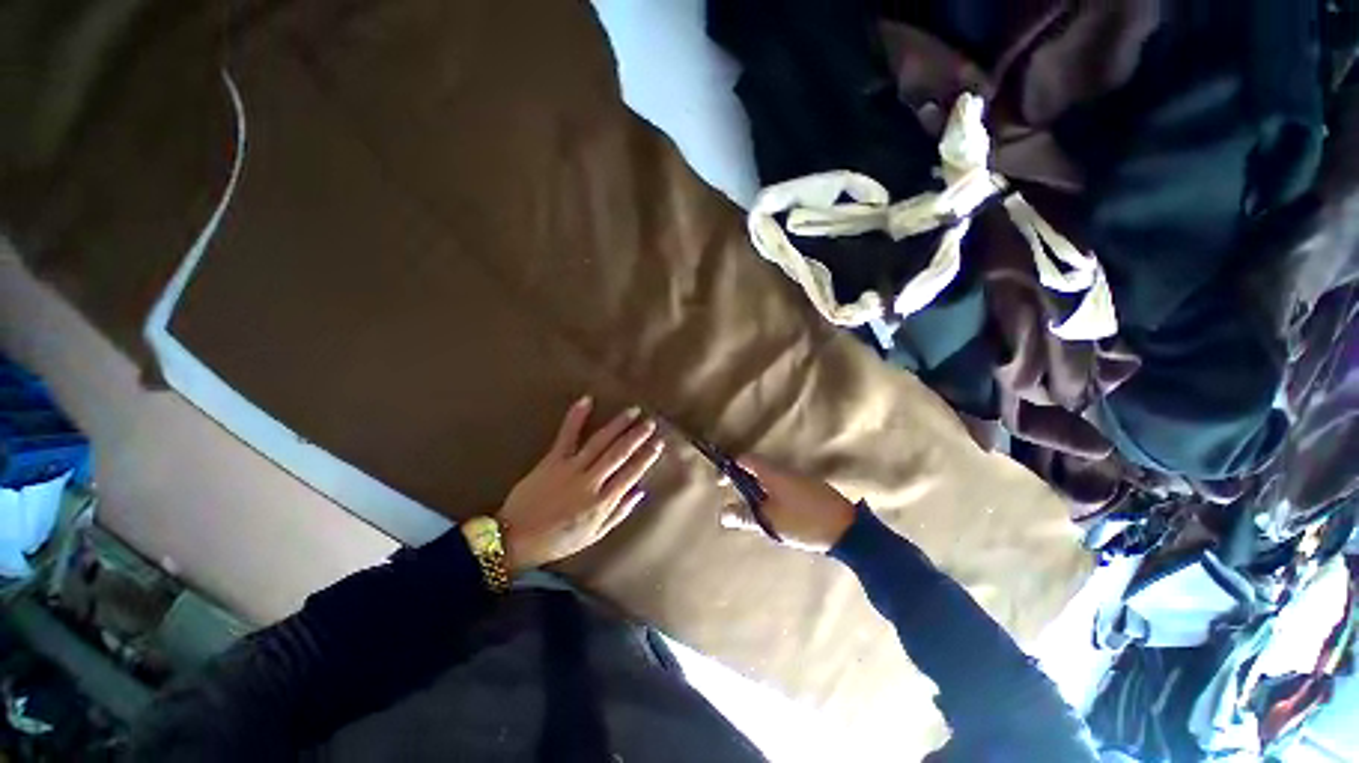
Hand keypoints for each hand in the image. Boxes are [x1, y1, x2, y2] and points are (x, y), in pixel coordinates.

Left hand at [497, 397, 663, 571]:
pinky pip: (567, 435)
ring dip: (618, 425)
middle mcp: (590, 482)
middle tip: (650, 422)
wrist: (515, 538)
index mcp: (602, 502)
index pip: (631, 473)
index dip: (646, 457)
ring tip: (632, 411)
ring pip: (600, 441)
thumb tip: (639, 491)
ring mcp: (570, 468)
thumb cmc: (557, 540)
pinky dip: (577, 417)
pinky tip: (587, 400)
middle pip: (619, 453)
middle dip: (637, 436)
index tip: (658, 444)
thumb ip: (618, 513)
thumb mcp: (593, 535)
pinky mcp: (552, 460)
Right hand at [718, 455, 856, 551]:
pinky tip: (775, 512)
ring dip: (758, 489)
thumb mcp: (770, 522)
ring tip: (752, 508)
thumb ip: (745, 516)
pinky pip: (783, 485)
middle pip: (757, 468)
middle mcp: (785, 470)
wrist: (848, 529)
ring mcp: (799, 479)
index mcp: (773, 473)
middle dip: (743, 480)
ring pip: (770, 478)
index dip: (730, 468)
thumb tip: (722, 513)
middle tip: (735, 498)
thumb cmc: (804, 521)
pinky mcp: (810, 489)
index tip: (721, 483)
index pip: (746, 460)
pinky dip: (772, 494)